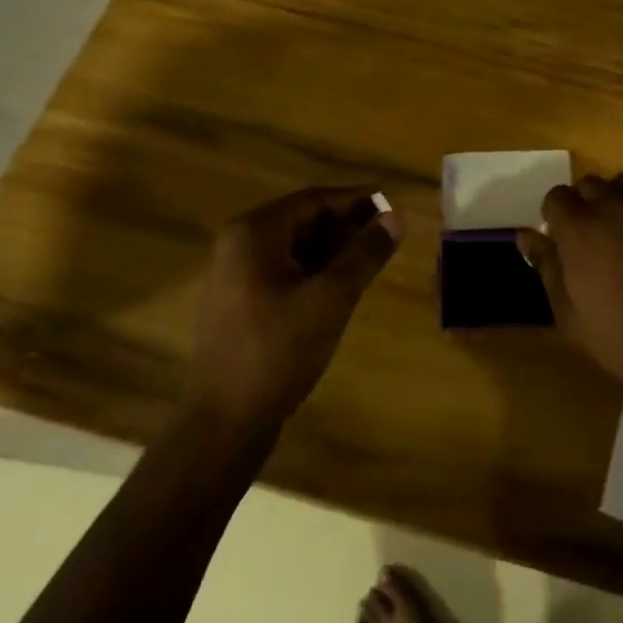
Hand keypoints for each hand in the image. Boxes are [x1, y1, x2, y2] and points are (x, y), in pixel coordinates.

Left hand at [186, 186, 403, 428]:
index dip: (357, 200)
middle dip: (346, 225)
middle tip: (387, 235)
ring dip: (332, 249)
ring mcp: (233, 274)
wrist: (224, 423)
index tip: (393, 205)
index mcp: (254, 232)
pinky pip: (282, 270)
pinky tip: (341, 286)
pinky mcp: (237, 302)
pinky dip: (314, 270)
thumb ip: (365, 253)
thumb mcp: (331, 298)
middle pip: (302, 220)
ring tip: (371, 259)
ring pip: (293, 247)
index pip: (314, 200)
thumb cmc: (278, 351)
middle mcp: (238, 244)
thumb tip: (398, 216)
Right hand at [517, 172, 622, 403]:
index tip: (561, 244)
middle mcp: (615, 206)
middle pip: (590, 185)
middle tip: (591, 244)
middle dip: (584, 206)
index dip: (555, 217)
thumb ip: (548, 268)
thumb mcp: (572, 316)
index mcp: (581, 227)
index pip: (556, 197)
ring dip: (617, 203)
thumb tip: (527, 235)